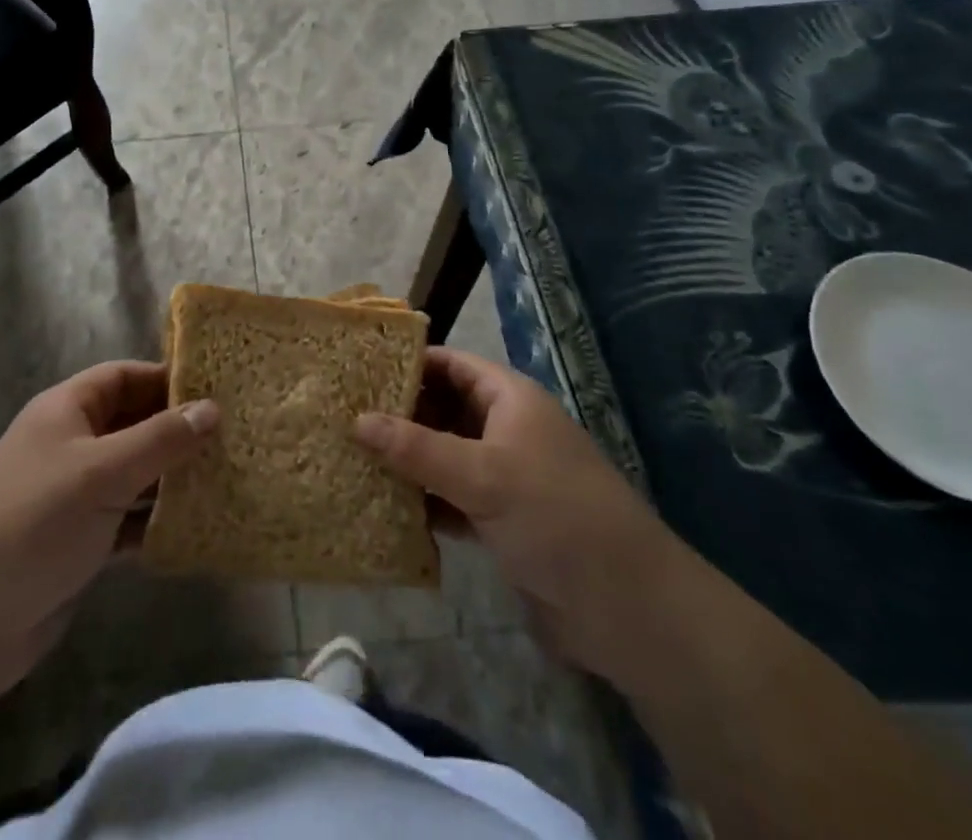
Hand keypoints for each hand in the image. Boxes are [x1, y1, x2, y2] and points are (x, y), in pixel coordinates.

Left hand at [0, 361, 218, 701]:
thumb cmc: (36, 521)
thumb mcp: (103, 471)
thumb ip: (160, 439)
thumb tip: (211, 408)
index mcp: (66, 410)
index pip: (123, 377)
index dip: (166, 379)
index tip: (216, 389)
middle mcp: (70, 444)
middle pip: (131, 423)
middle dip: (176, 430)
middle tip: (231, 436)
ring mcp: (74, 494)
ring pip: (133, 473)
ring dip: (171, 477)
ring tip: (225, 477)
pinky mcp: (79, 541)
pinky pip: (127, 518)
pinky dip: (155, 521)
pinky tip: (195, 527)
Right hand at [355, 347, 683, 681]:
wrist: (629, 610)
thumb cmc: (556, 517)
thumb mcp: (482, 475)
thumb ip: (416, 448)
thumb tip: (355, 420)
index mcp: (510, 399)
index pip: (451, 363)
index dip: (408, 362)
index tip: (358, 369)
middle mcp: (506, 430)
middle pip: (443, 409)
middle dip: (399, 414)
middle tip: (342, 416)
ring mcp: (504, 476)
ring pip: (444, 455)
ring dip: (406, 461)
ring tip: (350, 457)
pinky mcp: (502, 520)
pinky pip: (451, 498)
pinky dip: (423, 501)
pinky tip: (383, 507)